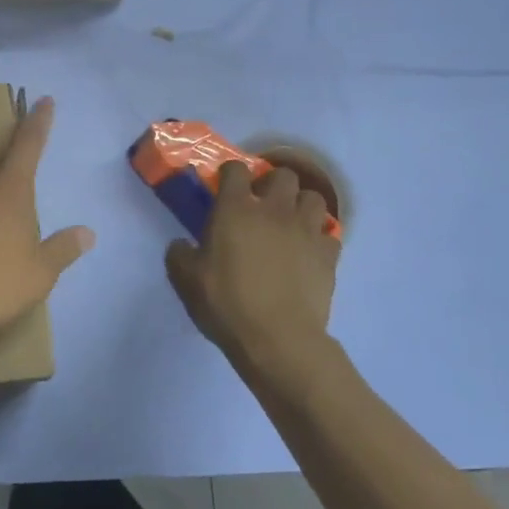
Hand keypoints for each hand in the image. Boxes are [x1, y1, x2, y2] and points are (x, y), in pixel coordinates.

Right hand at [165, 160, 341, 390]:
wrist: (278, 339)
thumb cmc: (226, 303)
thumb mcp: (185, 279)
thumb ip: (179, 254)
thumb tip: (182, 245)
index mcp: (236, 209)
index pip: (236, 169)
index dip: (230, 173)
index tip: (225, 186)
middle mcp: (274, 210)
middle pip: (284, 176)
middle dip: (273, 184)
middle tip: (262, 204)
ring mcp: (306, 230)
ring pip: (314, 198)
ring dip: (301, 205)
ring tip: (291, 223)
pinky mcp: (329, 256)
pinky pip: (329, 235)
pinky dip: (319, 238)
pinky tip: (308, 252)